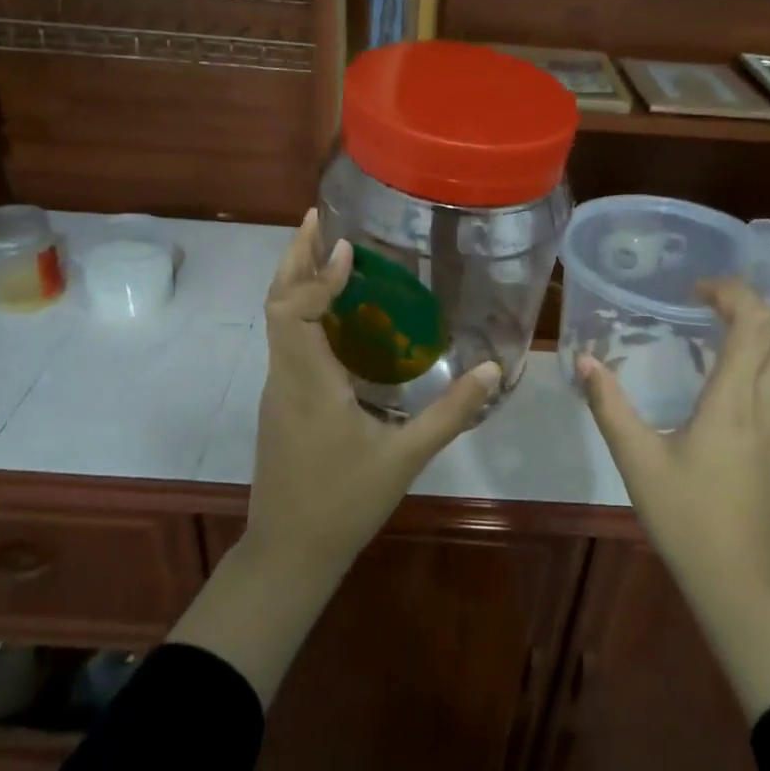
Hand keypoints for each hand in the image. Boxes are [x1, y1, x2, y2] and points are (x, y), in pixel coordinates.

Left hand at [248, 209, 499, 567]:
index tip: (348, 249)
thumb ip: (450, 413)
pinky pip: (289, 342)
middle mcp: (286, 377)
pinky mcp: (283, 403)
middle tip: (321, 220)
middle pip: (276, 303)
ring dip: (297, 282)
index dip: (316, 275)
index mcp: (308, 383)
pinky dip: (304, 312)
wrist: (291, 550)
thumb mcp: (405, 458)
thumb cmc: (344, 503)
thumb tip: (493, 369)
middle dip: (295, 258)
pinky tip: (336, 314)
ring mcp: (279, 390)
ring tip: (329, 252)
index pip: (293, 311)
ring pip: (278, 322)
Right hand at [577, 279, 769, 585]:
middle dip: (769, 303)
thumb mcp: (637, 460)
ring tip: (728, 331)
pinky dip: (765, 370)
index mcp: (735, 403)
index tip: (699, 287)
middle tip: (727, 296)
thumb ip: (610, 407)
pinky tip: (728, 392)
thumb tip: (584, 361)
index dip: (734, 293)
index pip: (754, 325)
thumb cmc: (685, 517)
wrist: (738, 580)